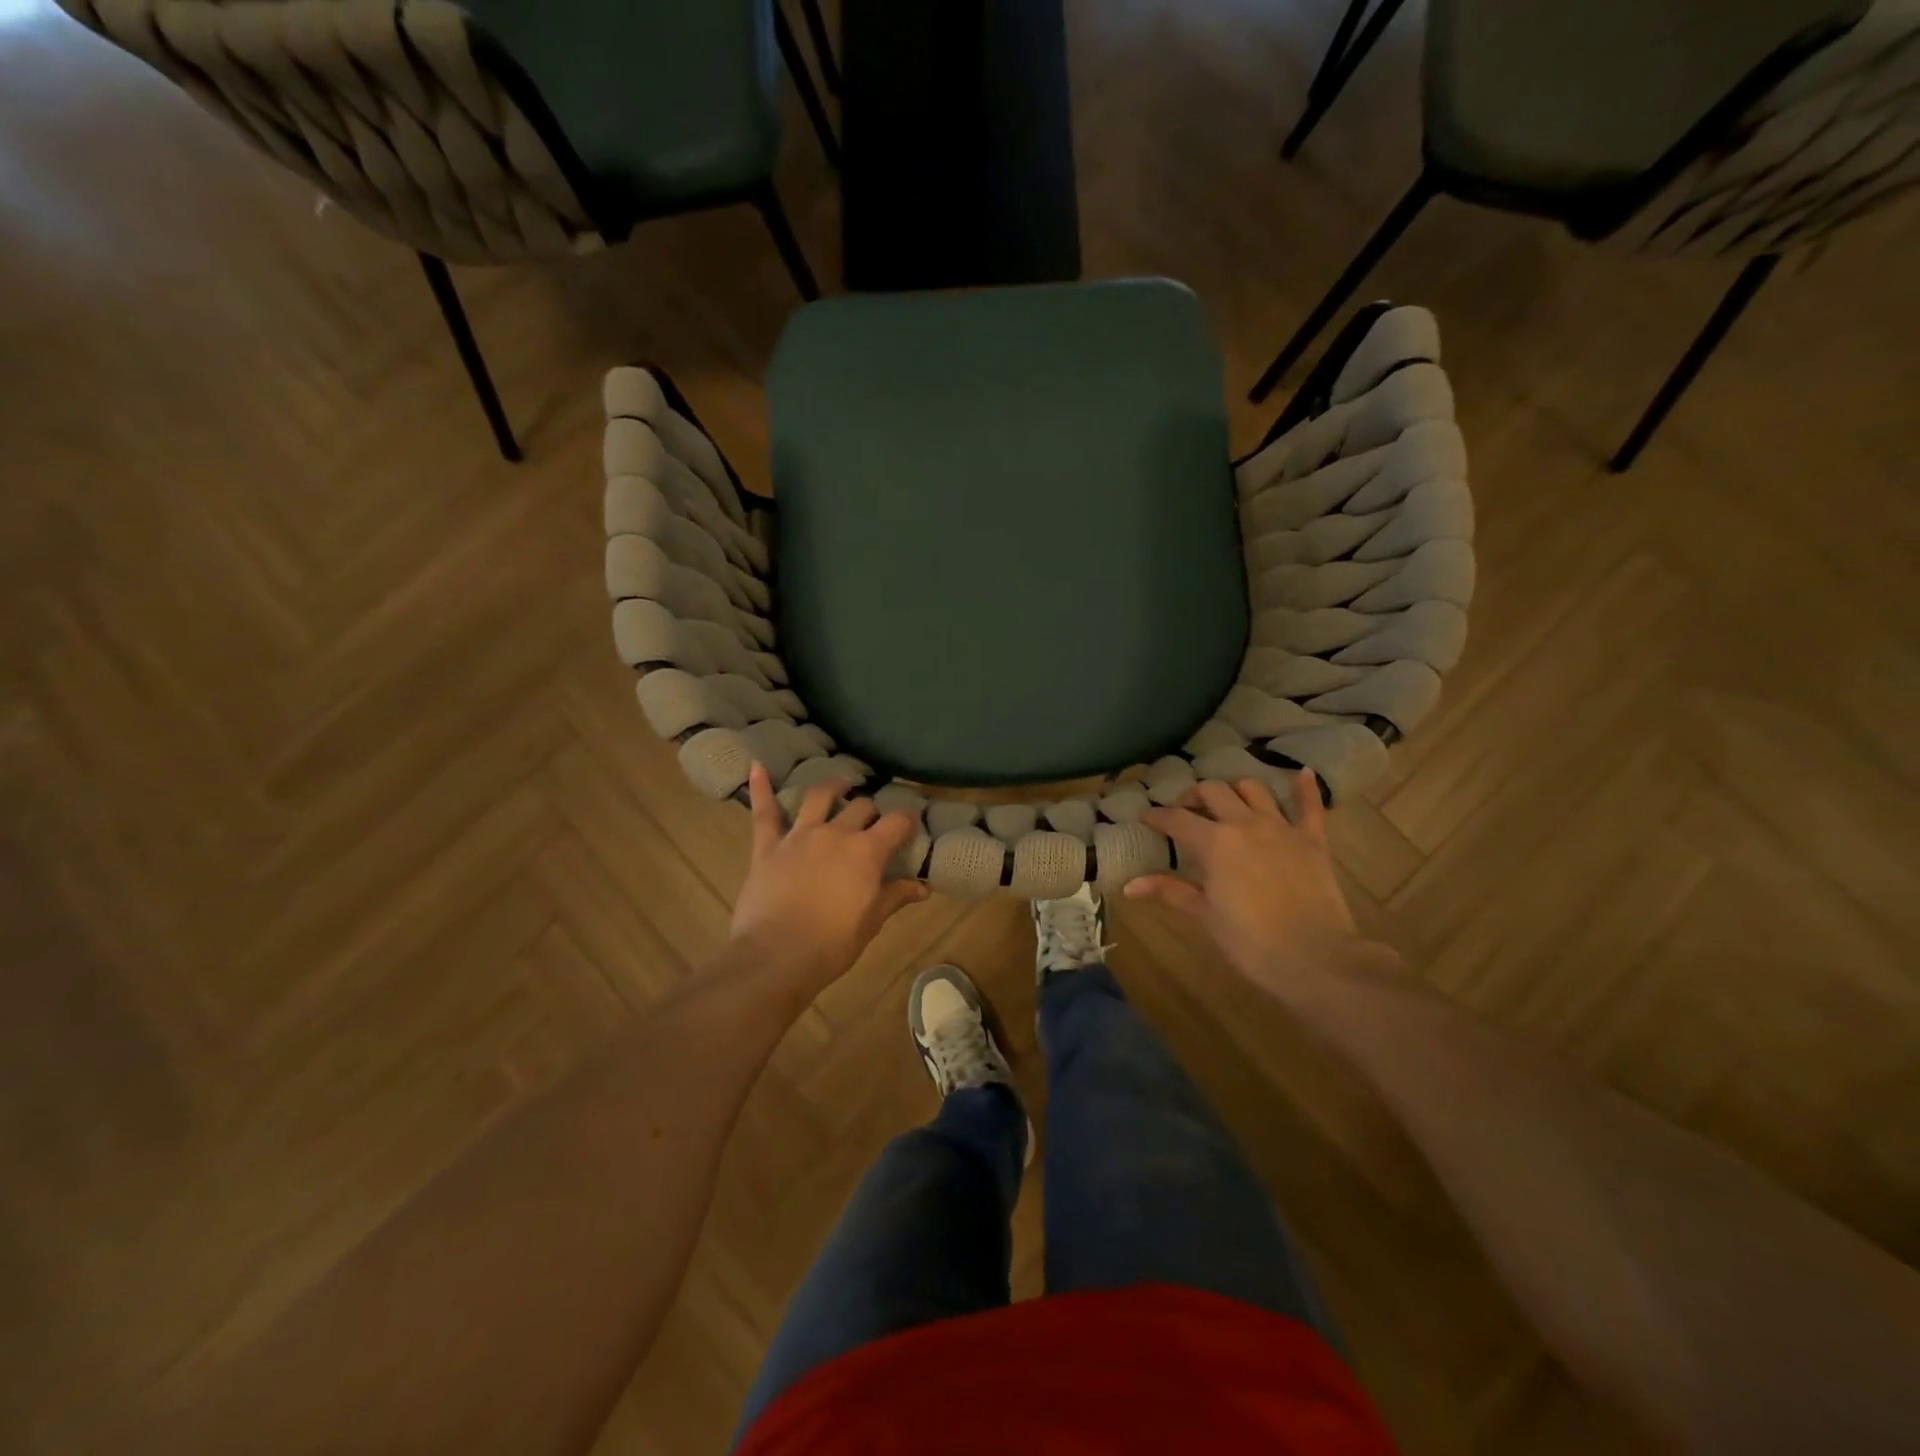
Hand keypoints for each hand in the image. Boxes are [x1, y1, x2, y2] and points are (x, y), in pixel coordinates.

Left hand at [729, 763, 930, 992]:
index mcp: (867, 852)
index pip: (896, 823)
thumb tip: (923, 887)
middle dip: (871, 812)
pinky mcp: (768, 846)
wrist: (776, 957)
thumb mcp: (871, 923)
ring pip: (819, 798)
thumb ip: (895, 897)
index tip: (910, 825)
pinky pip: (765, 812)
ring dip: (832, 787)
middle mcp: (835, 833)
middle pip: (860, 808)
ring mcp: (799, 836)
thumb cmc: (831, 945)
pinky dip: (761, 788)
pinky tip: (757, 766)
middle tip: (873, 820)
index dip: (907, 821)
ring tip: (841, 784)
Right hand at [1126, 769, 1381, 992]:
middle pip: (1213, 792)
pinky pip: (1310, 806)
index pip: (1177, 819)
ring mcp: (1282, 828)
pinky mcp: (1312, 840)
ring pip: (1253, 789)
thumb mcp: (1205, 915)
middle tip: (1185, 810)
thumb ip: (1169, 891)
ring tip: (1227, 802)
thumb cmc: (1251, 941)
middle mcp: (1245, 823)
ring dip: (1235, 790)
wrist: (1315, 958)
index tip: (1145, 817)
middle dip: (1194, 796)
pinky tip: (1302, 774)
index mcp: (1214, 842)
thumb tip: (1128, 886)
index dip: (1157, 816)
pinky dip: (1305, 788)